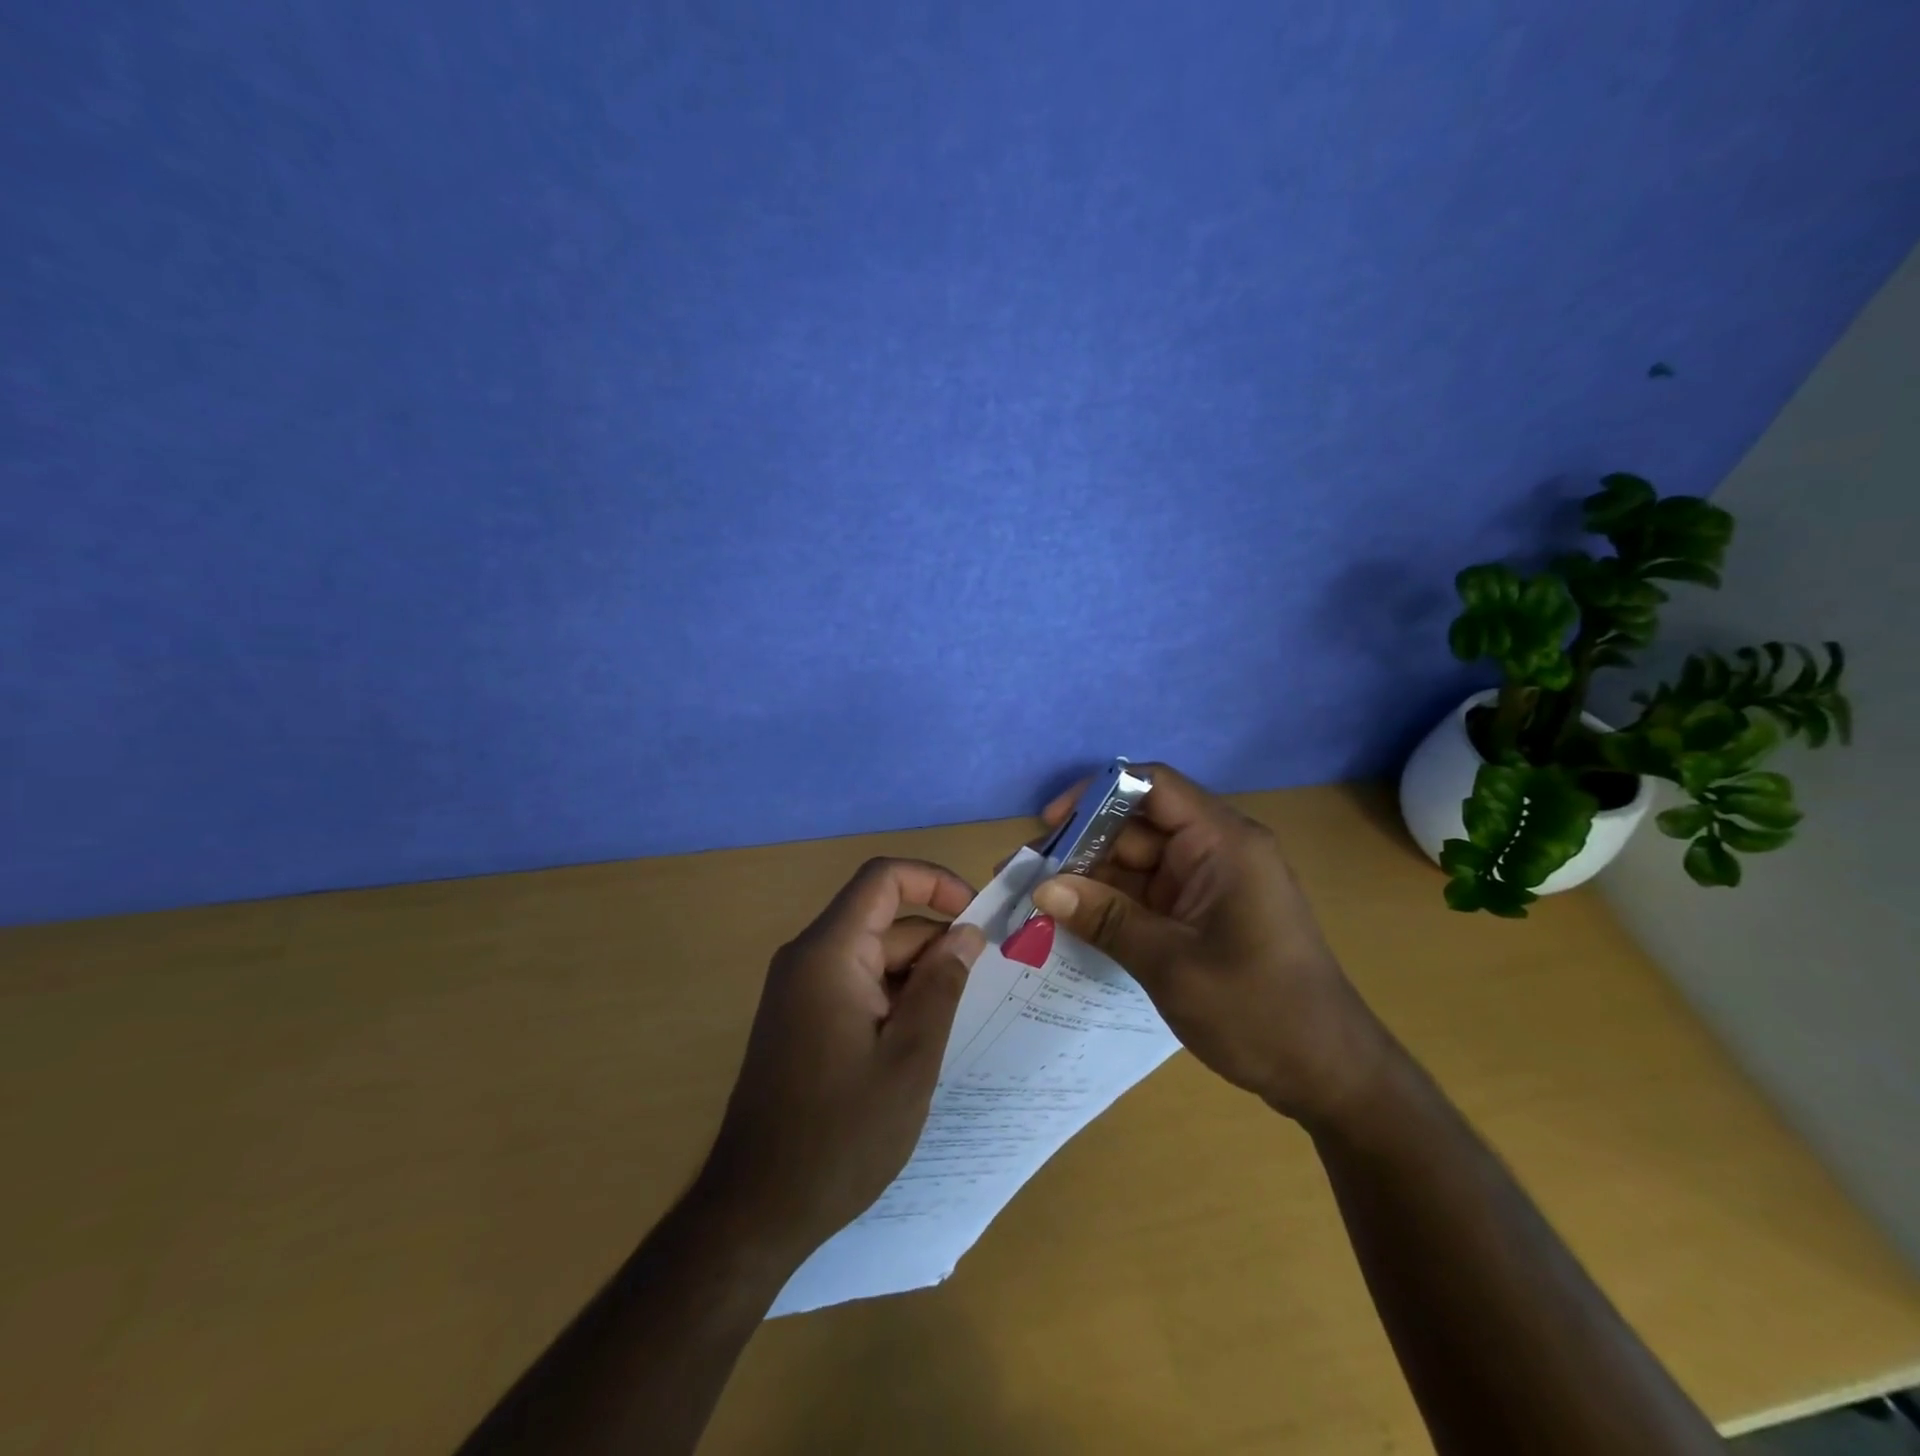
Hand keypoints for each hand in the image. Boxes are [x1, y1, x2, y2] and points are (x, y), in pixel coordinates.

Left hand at [697, 858, 986, 1258]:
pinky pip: (856, 984)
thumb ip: (941, 985)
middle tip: (984, 983)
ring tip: (959, 1018)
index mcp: (829, 953)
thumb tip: (966, 933)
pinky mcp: (801, 1019)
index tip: (977, 916)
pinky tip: (920, 1039)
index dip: (935, 882)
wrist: (755, 1209)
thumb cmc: (840, 1134)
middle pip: (882, 920)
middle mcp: (808, 958)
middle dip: (935, 941)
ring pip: (872, 955)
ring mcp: (800, 990)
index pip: (883, 879)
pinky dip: (893, 997)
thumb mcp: (910, 1058)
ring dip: (917, 975)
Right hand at [1029, 764, 1387, 1123]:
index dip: (1097, 795)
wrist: (1329, 1075)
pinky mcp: (1204, 913)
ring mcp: (1211, 883)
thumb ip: (1105, 919)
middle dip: (1084, 847)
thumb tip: (1041, 889)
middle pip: (1138, 827)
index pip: (1153, 786)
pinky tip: (1073, 923)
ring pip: (1138, 862)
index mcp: (1224, 842)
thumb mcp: (1170, 963)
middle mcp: (1217, 850)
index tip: (1050, 825)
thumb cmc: (1258, 1011)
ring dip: (1092, 880)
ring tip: (1038, 903)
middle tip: (1028, 876)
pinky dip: (1113, 905)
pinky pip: (1149, 894)